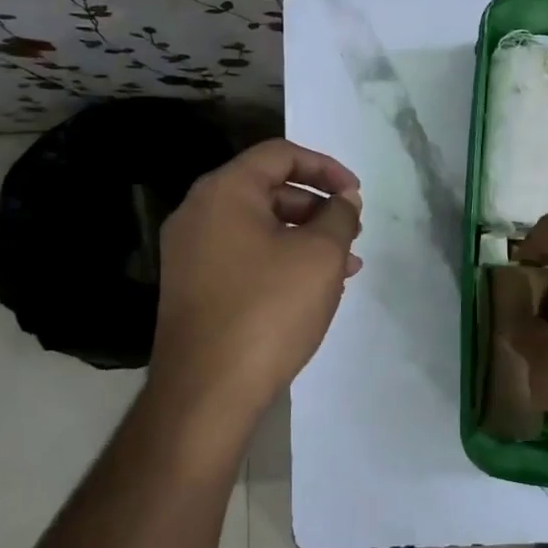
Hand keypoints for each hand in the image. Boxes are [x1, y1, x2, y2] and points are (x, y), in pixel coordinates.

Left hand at [147, 139, 362, 440]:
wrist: (206, 392)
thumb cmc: (268, 310)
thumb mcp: (321, 256)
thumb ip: (339, 216)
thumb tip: (344, 200)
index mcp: (224, 192)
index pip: (280, 155)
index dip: (326, 168)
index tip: (356, 194)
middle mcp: (199, 213)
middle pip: (268, 189)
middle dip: (318, 207)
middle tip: (352, 232)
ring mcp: (190, 253)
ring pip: (259, 227)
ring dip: (305, 237)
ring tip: (346, 266)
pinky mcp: (193, 287)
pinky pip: (244, 256)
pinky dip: (281, 260)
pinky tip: (313, 289)